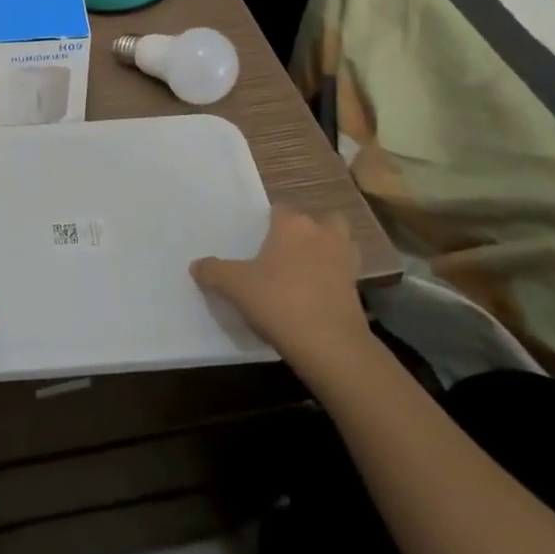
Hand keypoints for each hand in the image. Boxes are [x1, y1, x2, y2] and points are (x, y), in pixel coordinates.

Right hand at [191, 208, 368, 360]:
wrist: (330, 345)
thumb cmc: (278, 302)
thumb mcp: (235, 287)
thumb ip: (213, 272)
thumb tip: (196, 265)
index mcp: (292, 225)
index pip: (281, 208)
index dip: (270, 220)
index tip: (258, 237)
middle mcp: (322, 234)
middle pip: (320, 220)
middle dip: (308, 230)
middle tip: (286, 249)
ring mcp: (345, 260)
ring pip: (340, 242)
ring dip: (327, 250)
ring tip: (306, 268)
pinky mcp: (358, 288)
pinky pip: (345, 272)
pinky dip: (335, 278)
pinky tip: (317, 293)